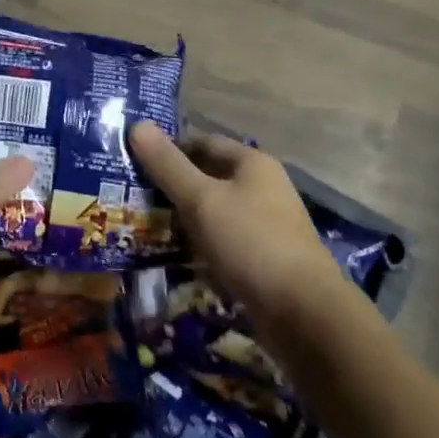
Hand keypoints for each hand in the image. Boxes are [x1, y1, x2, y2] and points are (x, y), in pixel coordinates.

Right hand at [129, 121, 343, 325]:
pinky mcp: (266, 258)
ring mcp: (267, 224)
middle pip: (211, 177)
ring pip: (217, 213)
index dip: (170, 149)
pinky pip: (226, 242)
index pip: (203, 142)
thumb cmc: (250, 243)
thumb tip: (137, 124)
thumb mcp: (201, 200)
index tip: (136, 164)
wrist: (303, 313)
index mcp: (253, 163)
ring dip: (188, 220)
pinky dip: (204, 246)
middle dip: (175, 187)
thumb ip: (168, 165)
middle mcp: (264, 188)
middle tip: (135, 198)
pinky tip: (181, 259)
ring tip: (149, 229)